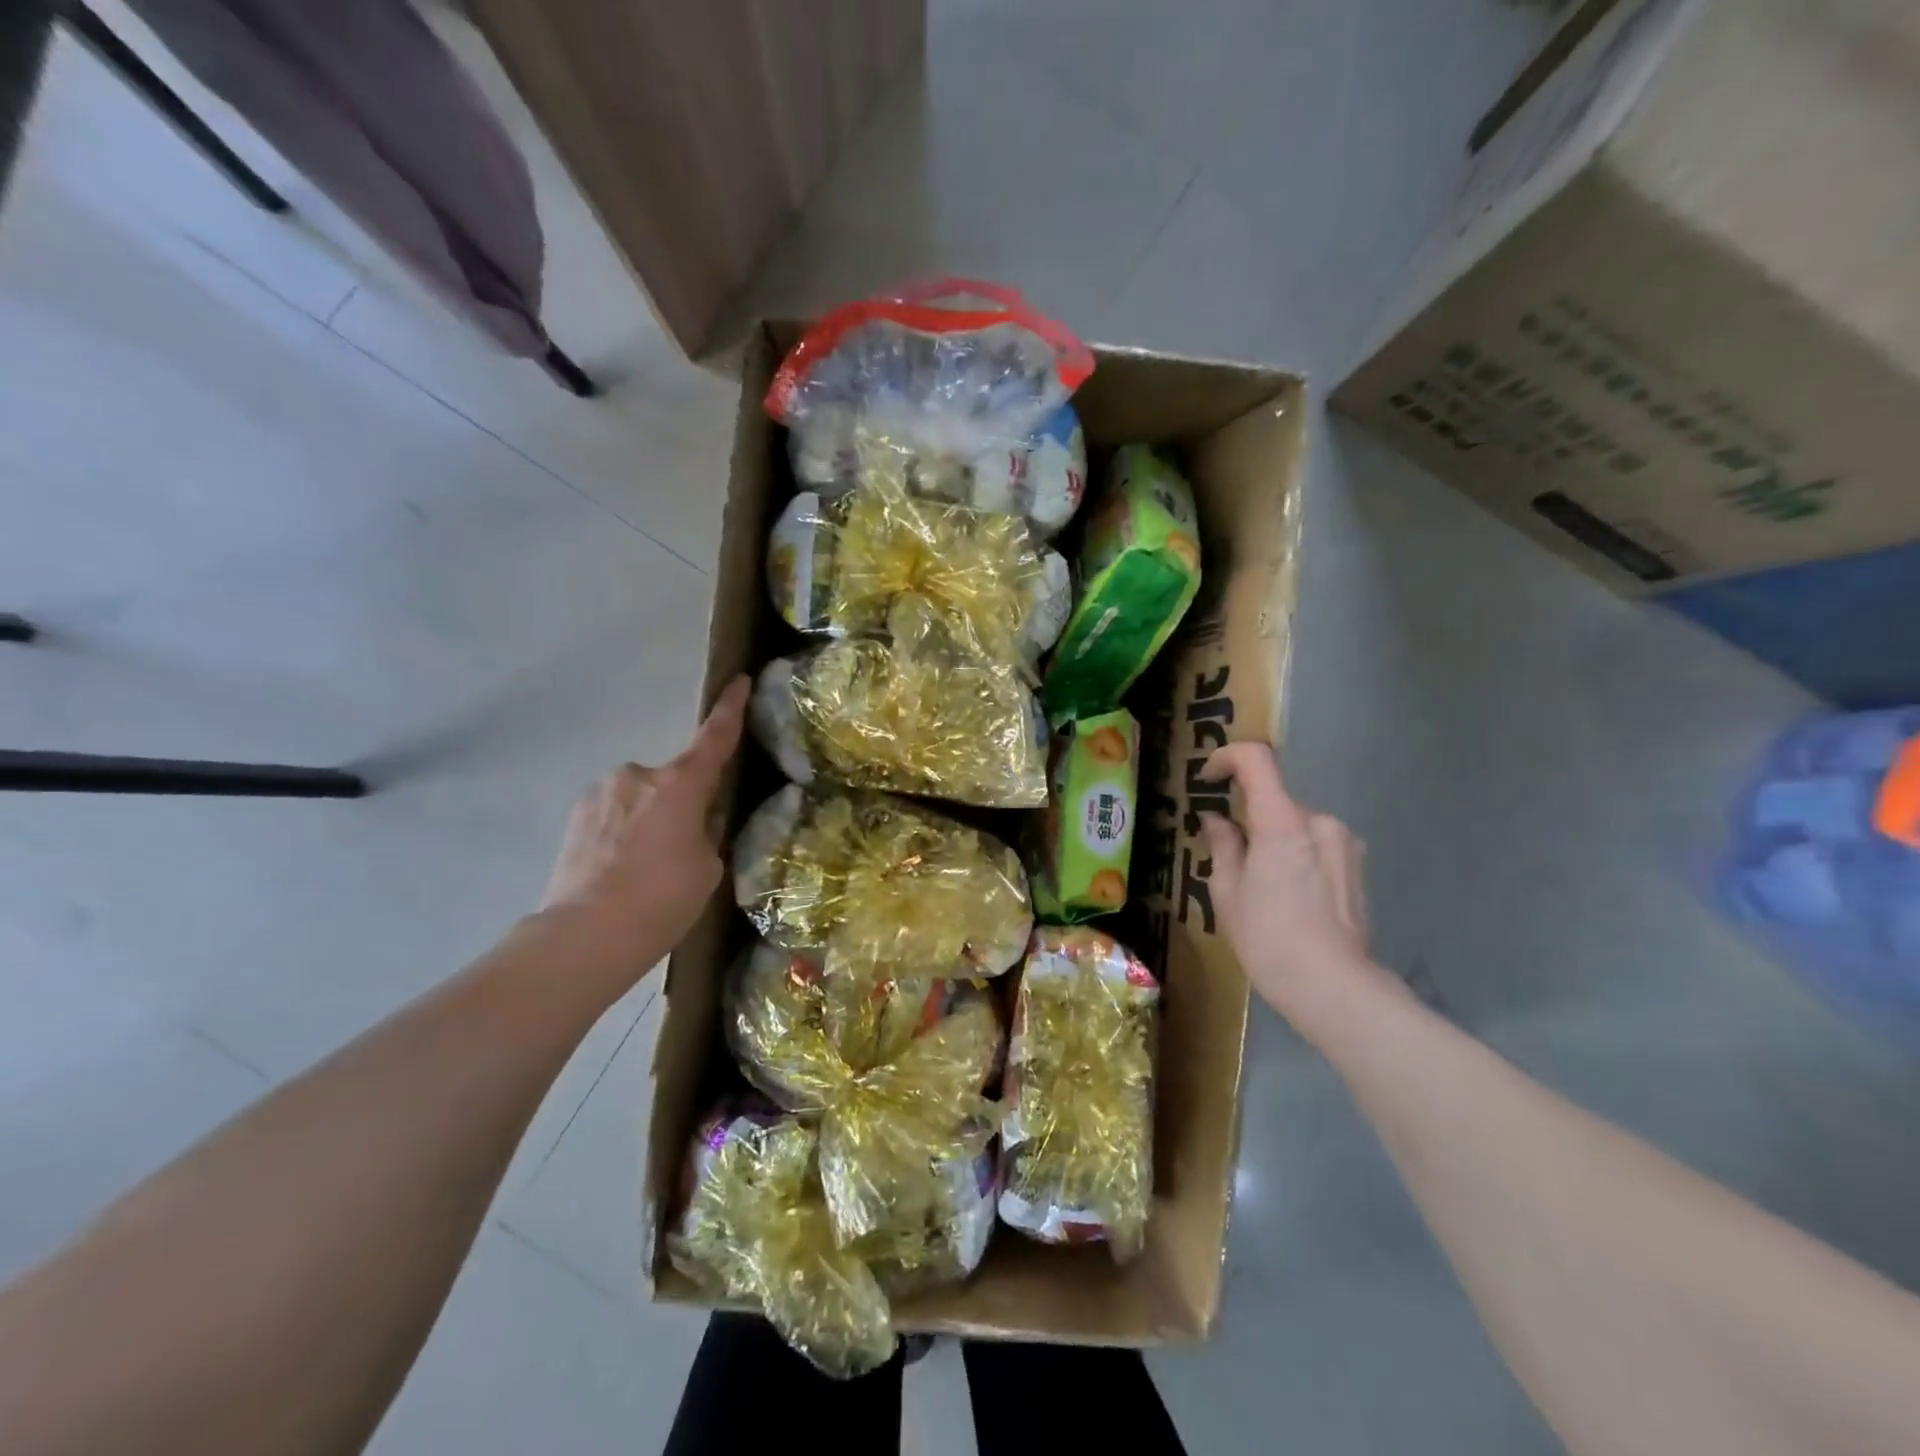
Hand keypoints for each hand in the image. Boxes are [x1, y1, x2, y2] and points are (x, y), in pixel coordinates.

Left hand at [539, 676, 749, 984]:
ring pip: (642, 799)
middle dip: (683, 804)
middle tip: (684, 851)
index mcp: (680, 784)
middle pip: (675, 781)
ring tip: (647, 871)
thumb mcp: (708, 866)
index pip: (715, 737)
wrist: (584, 936)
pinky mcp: (575, 817)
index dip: (731, 708)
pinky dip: (624, 834)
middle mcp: (638, 776)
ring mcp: (601, 794)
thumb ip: (706, 831)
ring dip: (651, 820)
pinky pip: (615, 815)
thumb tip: (696, 819)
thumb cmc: (662, 899)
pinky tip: (621, 873)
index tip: (738, 680)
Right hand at [1198, 742, 1376, 1026]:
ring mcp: (1345, 844)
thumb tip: (1217, 820)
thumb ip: (1223, 845)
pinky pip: (1317, 845)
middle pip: (1275, 801)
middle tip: (1229, 856)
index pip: (1256, 760)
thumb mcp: (1227, 892)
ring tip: (1262, 886)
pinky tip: (1290, 897)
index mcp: (1283, 822)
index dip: (1227, 758)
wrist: (1333, 987)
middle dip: (1249, 819)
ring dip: (1275, 840)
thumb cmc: (1268, 938)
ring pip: (1297, 826)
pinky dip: (1297, 856)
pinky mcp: (1358, 867)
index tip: (1208, 779)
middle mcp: (1320, 821)